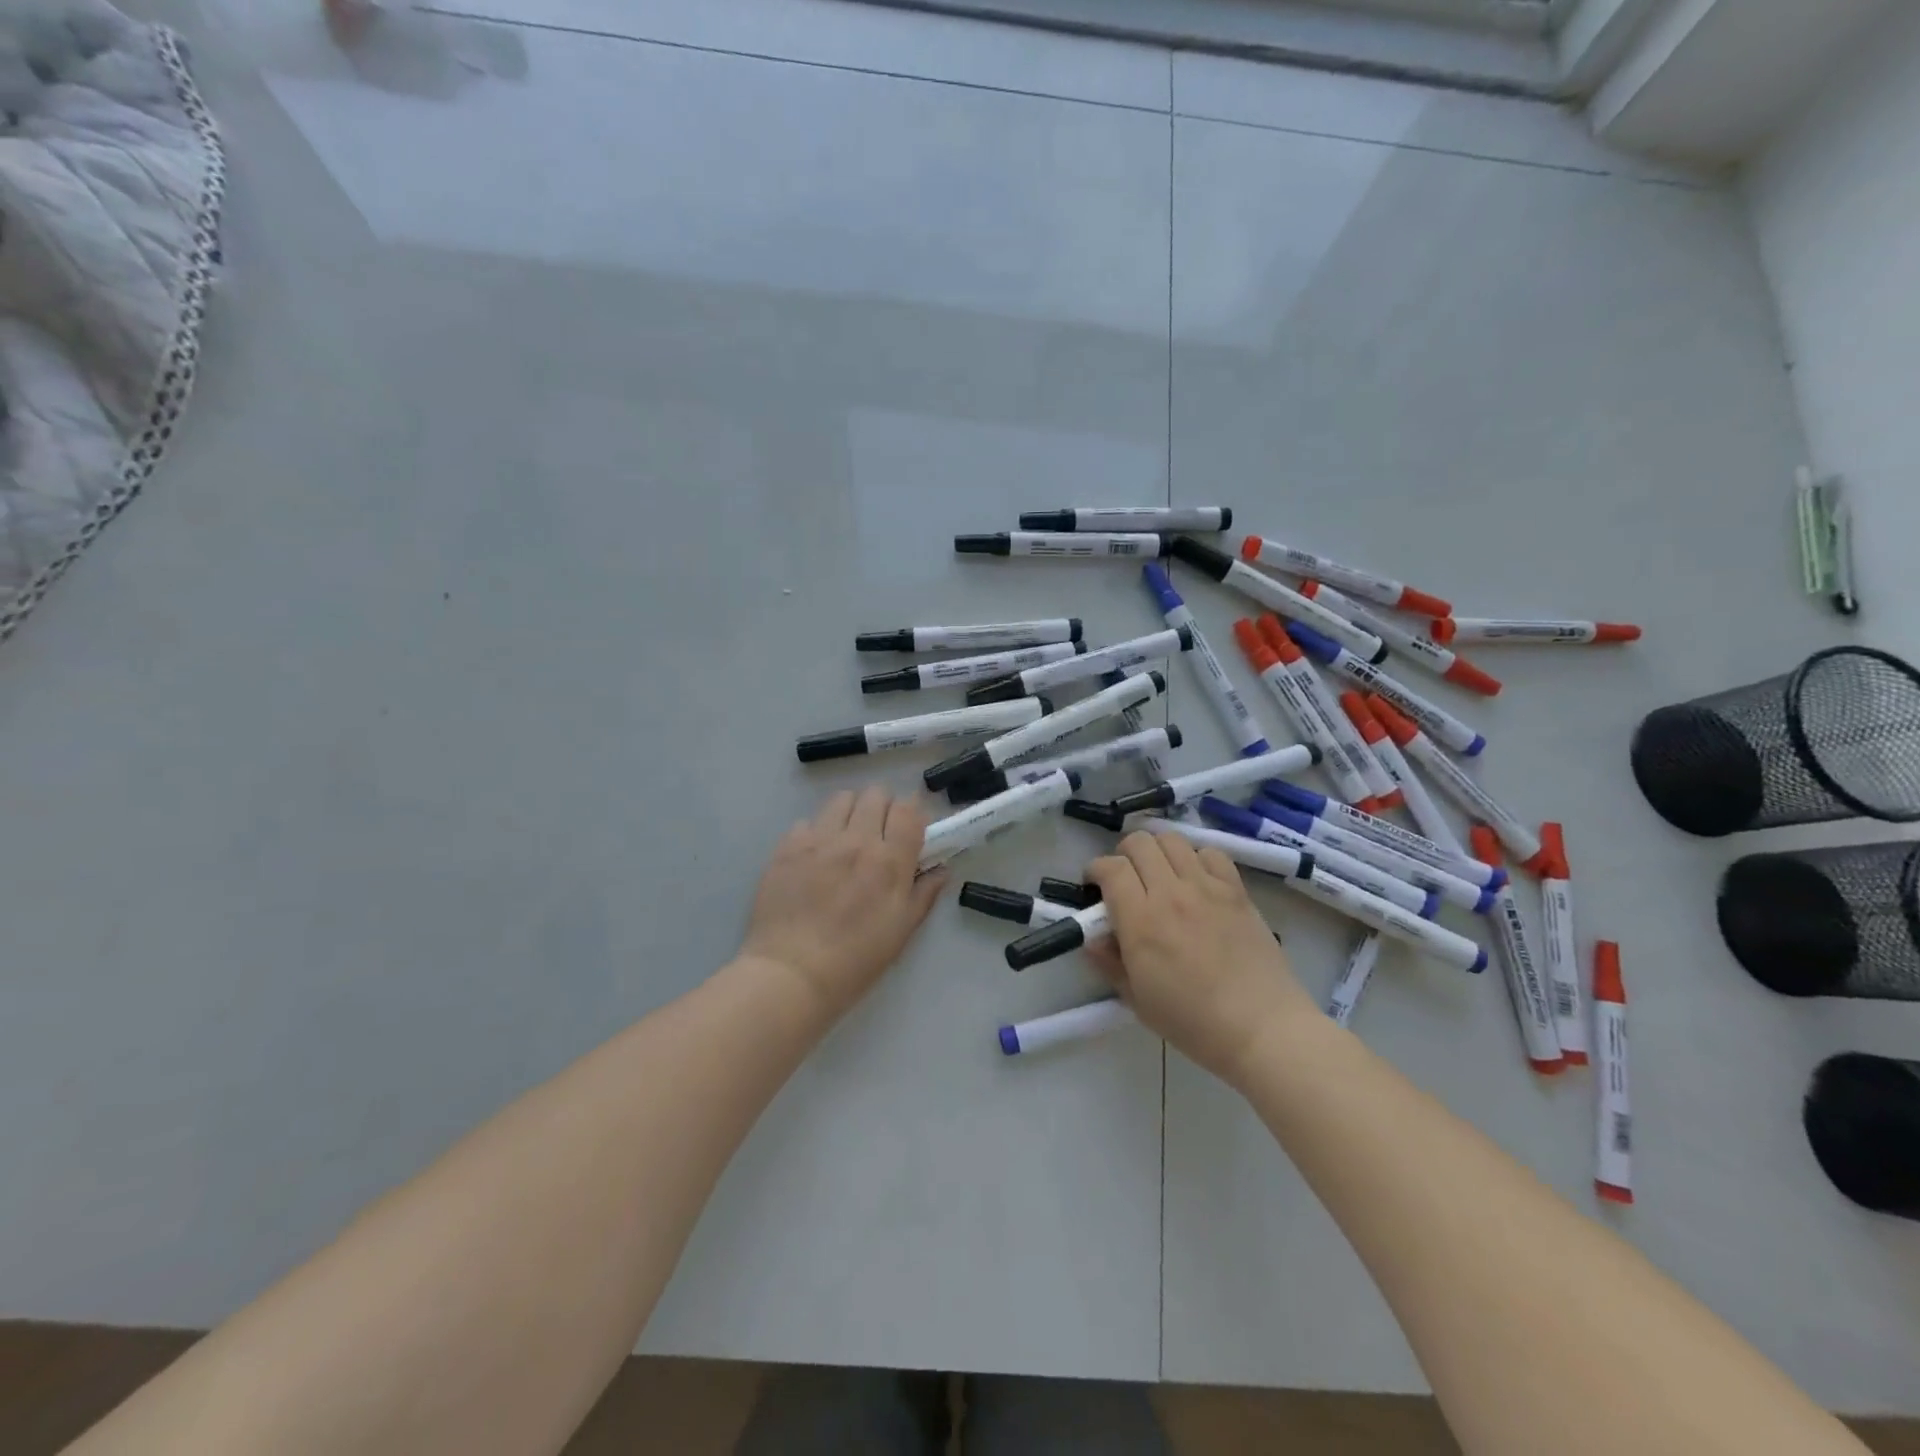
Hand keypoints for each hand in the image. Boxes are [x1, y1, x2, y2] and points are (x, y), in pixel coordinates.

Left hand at [739, 785, 946, 1022]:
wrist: (790, 974)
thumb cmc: (855, 960)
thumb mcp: (901, 931)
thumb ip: (924, 893)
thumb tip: (941, 869)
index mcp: (889, 861)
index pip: (908, 808)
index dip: (912, 813)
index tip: (909, 830)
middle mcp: (856, 840)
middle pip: (876, 794)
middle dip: (883, 808)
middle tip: (879, 834)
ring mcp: (818, 840)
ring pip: (842, 798)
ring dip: (850, 812)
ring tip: (846, 838)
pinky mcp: (787, 847)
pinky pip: (808, 821)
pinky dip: (816, 832)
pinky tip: (814, 858)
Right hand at [1087, 829, 1317, 1084]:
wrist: (1262, 1028)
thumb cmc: (1193, 1022)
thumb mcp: (1137, 1000)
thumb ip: (1109, 963)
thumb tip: (1092, 937)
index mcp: (1141, 921)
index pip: (1111, 868)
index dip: (1096, 870)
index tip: (1095, 887)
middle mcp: (1171, 893)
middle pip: (1140, 843)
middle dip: (1124, 854)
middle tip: (1126, 879)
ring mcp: (1207, 887)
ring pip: (1173, 839)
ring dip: (1158, 851)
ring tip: (1160, 874)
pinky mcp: (1236, 890)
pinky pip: (1211, 852)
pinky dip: (1196, 858)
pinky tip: (1196, 880)